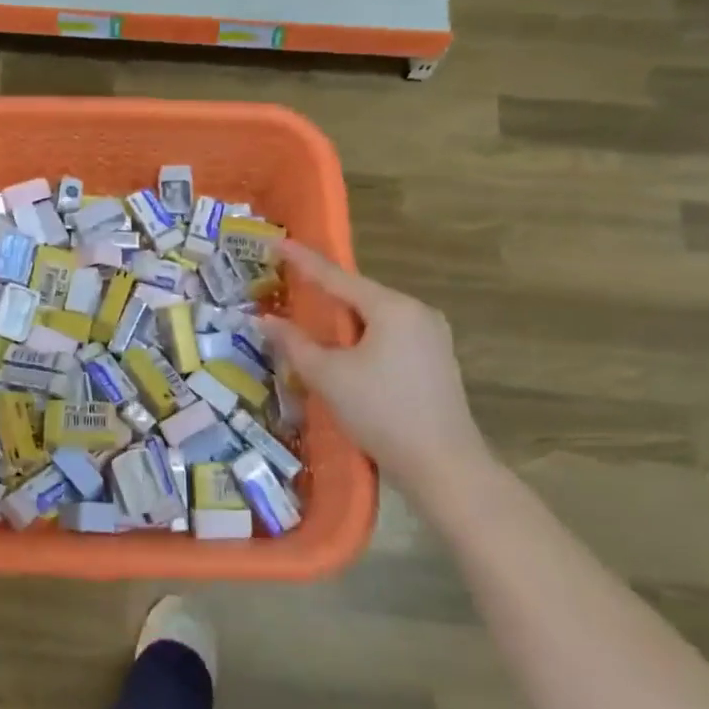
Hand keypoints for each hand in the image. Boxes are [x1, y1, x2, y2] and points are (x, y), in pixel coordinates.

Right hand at [260, 241, 489, 492]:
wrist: (444, 467)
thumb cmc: (382, 413)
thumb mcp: (328, 376)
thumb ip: (294, 343)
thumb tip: (263, 321)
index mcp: (392, 307)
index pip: (335, 276)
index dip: (302, 260)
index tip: (276, 241)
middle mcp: (417, 312)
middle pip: (358, 295)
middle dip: (323, 293)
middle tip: (289, 287)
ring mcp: (432, 337)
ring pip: (375, 317)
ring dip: (342, 320)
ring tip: (311, 323)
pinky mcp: (436, 361)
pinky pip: (390, 336)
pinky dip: (362, 338)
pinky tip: (346, 353)